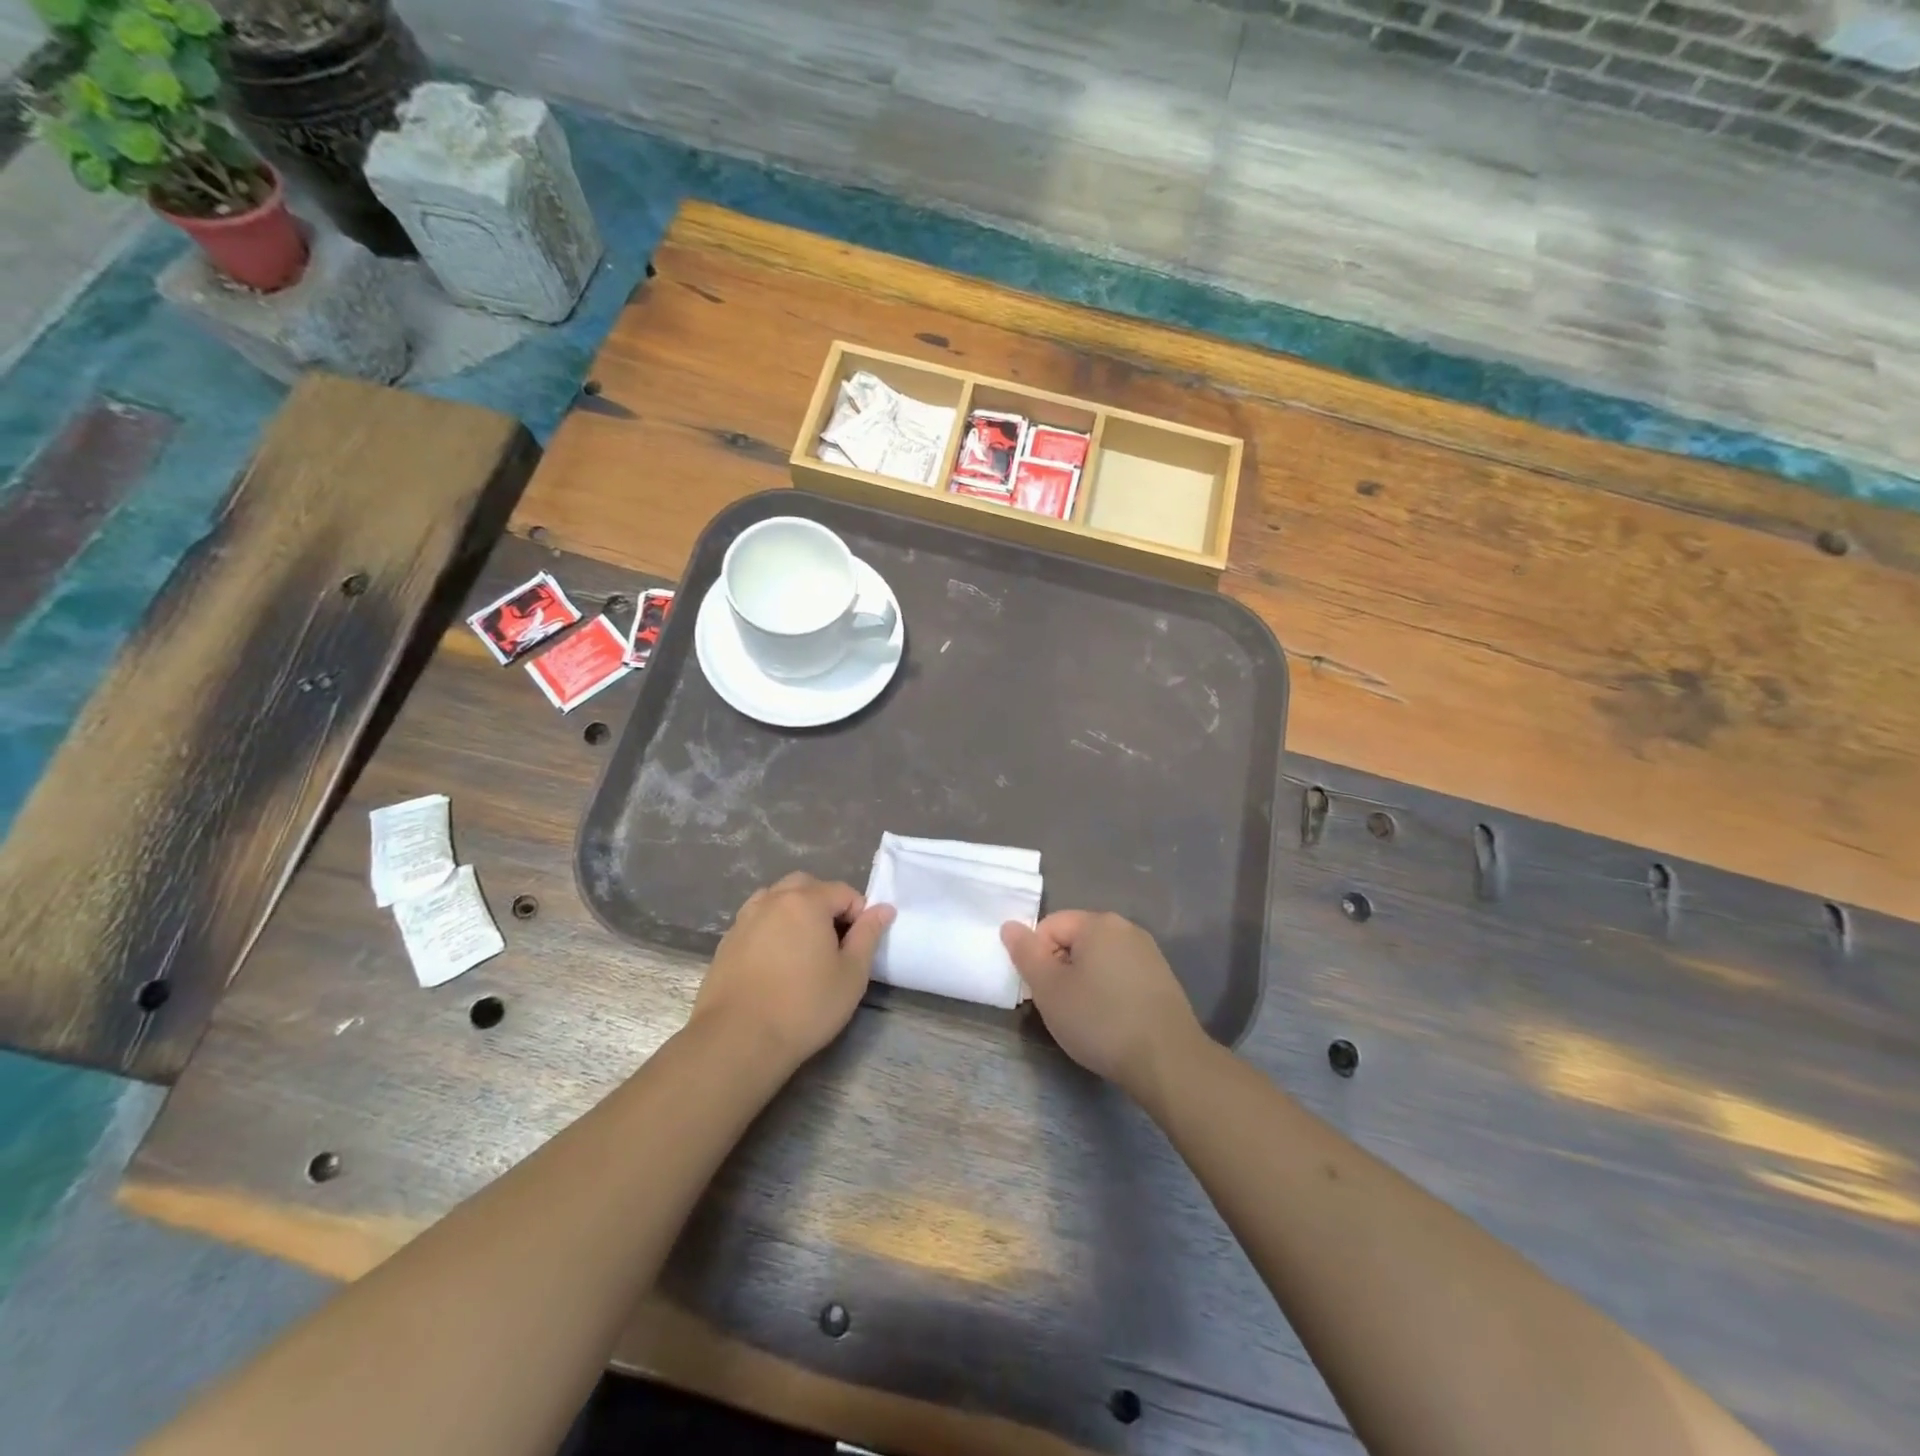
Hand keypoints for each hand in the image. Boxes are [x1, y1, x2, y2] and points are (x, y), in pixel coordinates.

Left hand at [692, 873, 893, 1070]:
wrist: (738, 1040)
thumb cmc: (804, 1007)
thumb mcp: (851, 975)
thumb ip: (868, 935)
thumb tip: (884, 909)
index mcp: (806, 902)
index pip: (843, 891)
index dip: (859, 914)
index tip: (859, 945)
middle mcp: (773, 900)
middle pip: (806, 886)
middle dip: (825, 904)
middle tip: (834, 942)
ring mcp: (745, 919)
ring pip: (776, 899)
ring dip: (795, 912)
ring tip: (803, 948)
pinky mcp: (727, 941)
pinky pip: (756, 920)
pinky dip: (771, 928)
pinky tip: (775, 962)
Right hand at [1001, 911, 1203, 1101]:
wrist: (1167, 1060)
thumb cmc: (1100, 1020)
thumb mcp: (1049, 989)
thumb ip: (1025, 954)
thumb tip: (1010, 926)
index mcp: (1098, 923)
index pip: (1050, 926)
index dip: (1038, 958)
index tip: (1042, 992)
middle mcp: (1126, 928)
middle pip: (1075, 941)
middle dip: (1060, 970)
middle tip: (1060, 1007)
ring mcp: (1148, 953)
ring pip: (1098, 960)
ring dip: (1083, 982)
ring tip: (1085, 1018)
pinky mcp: (1162, 979)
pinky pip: (1120, 975)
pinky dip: (1108, 992)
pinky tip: (1111, 1022)